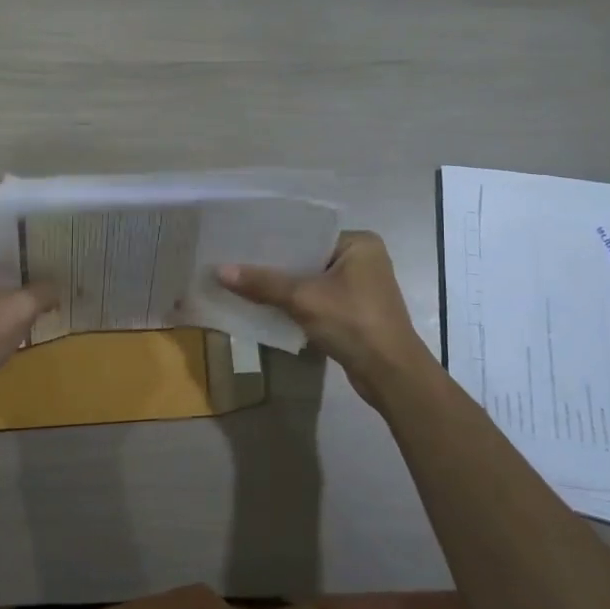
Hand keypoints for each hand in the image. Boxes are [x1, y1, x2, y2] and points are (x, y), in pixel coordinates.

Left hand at [0, 237, 55, 406]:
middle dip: (21, 265)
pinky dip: (4, 310)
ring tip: (50, 286)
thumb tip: (60, 287)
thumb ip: (44, 289)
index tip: (50, 239)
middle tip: (55, 263)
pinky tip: (30, 314)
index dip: (22, 238)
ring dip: (14, 290)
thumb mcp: (20, 307)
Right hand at [219, 231, 431, 401]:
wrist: (390, 374)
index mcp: (359, 243)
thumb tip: (219, 271)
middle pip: (308, 257)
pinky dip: (296, 303)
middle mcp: (363, 259)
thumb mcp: (303, 299)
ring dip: (284, 286)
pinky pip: (318, 299)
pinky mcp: (355, 312)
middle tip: (236, 263)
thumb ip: (262, 283)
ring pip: (311, 280)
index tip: (242, 242)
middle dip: (275, 265)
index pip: (308, 233)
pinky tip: (266, 306)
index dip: (274, 240)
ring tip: (244, 283)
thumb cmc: (353, 323)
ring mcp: (361, 287)